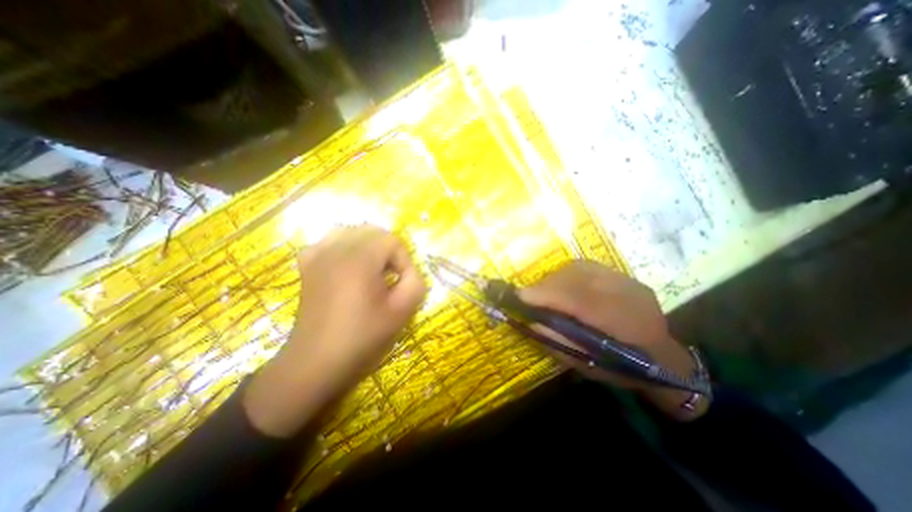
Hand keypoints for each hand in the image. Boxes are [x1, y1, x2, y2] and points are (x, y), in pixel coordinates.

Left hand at [241, 227, 428, 436]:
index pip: (391, 240)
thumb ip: (416, 282)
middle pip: (372, 231)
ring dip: (368, 246)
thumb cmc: (362, 336)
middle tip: (391, 276)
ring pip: (351, 232)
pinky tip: (348, 267)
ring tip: (372, 269)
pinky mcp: (307, 264)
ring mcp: (317, 254)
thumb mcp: (402, 311)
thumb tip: (409, 270)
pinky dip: (345, 247)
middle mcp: (336, 249)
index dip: (403, 259)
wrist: (317, 361)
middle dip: (388, 250)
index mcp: (359, 259)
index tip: (402, 282)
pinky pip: (330, 241)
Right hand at [519, 260, 703, 418]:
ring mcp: (627, 280)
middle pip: (577, 278)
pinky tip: (561, 286)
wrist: (666, 359)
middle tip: (528, 297)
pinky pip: (585, 267)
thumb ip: (561, 342)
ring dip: (554, 278)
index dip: (547, 295)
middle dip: (546, 285)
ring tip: (544, 293)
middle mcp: (629, 294)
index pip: (581, 300)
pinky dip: (566, 274)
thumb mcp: (590, 366)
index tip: (519, 296)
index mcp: (626, 325)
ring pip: (579, 268)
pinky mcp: (622, 275)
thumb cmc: (626, 370)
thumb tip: (532, 321)